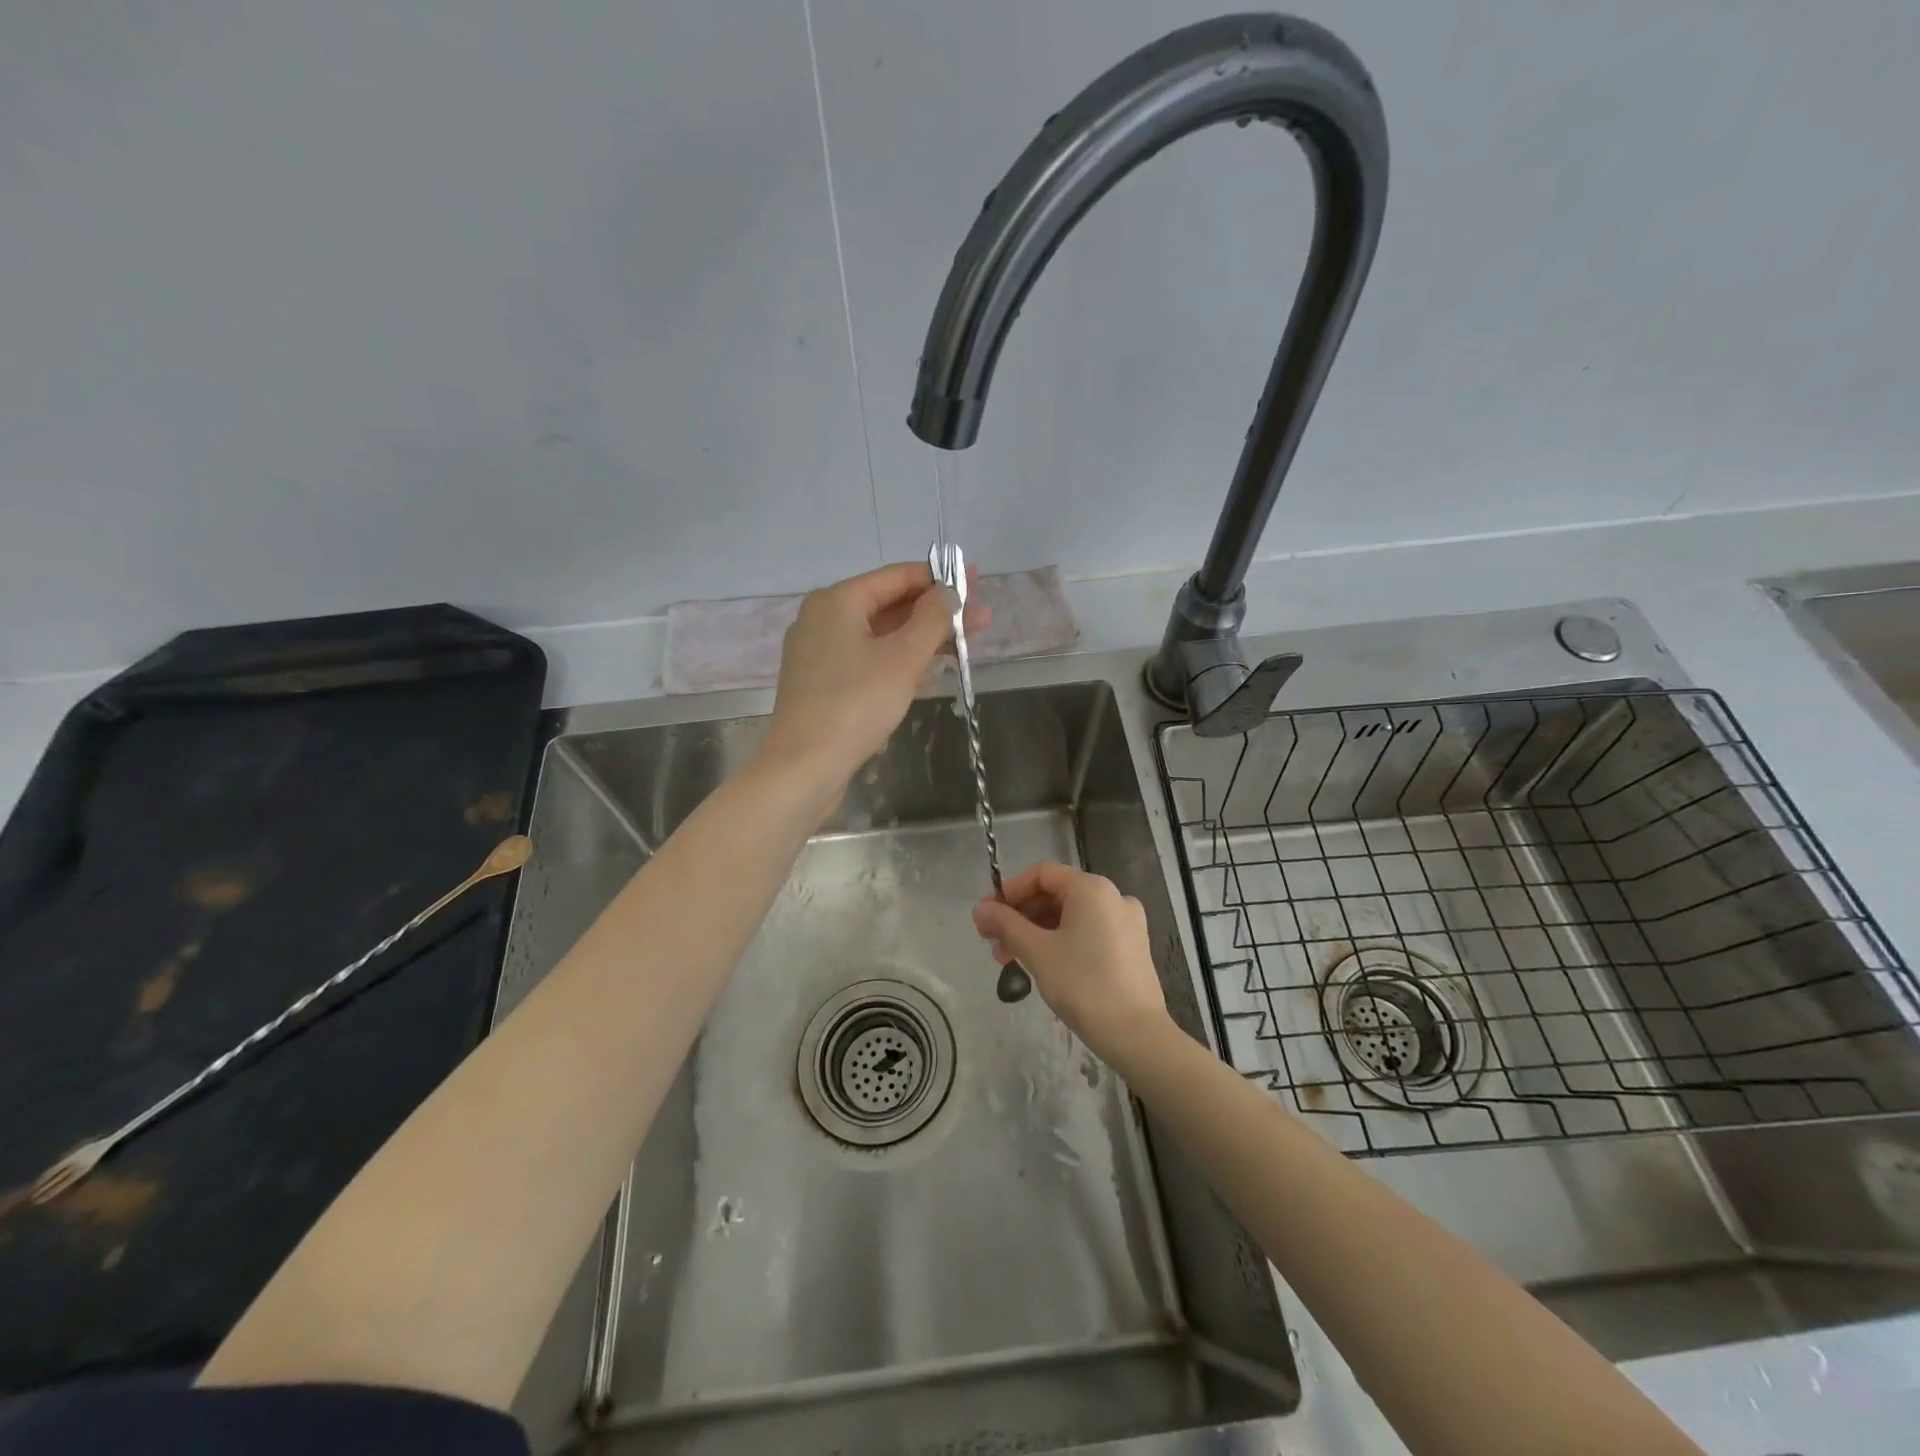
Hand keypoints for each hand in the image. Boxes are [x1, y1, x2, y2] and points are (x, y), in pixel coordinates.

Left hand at [760, 561, 987, 799]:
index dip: (939, 578)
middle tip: (980, 618)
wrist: (804, 767)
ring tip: (964, 645)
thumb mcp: (903, 658)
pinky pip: (867, 661)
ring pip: (880, 636)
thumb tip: (950, 591)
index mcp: (837, 601)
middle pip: (889, 605)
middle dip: (936, 612)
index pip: (896, 576)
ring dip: (921, 640)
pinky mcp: (823, 684)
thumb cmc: (856, 705)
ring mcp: (819, 653)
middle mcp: (823, 619)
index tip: (975, 582)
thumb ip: (932, 619)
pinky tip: (929, 674)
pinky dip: (898, 662)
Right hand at [972, 862, 1172, 1067]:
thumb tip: (980, 908)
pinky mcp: (1132, 946)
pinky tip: (1042, 963)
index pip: (1042, 874)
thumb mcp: (1037, 952)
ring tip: (1010, 959)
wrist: (1136, 1035)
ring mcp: (1126, 921)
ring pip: (1071, 914)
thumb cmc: (1083, 985)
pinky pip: (1088, 930)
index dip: (1010, 891)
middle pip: (1056, 893)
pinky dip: (1061, 939)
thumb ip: (1006, 924)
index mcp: (1091, 888)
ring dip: (1037, 930)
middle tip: (992, 941)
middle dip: (1020, 915)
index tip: (987, 916)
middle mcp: (1113, 896)